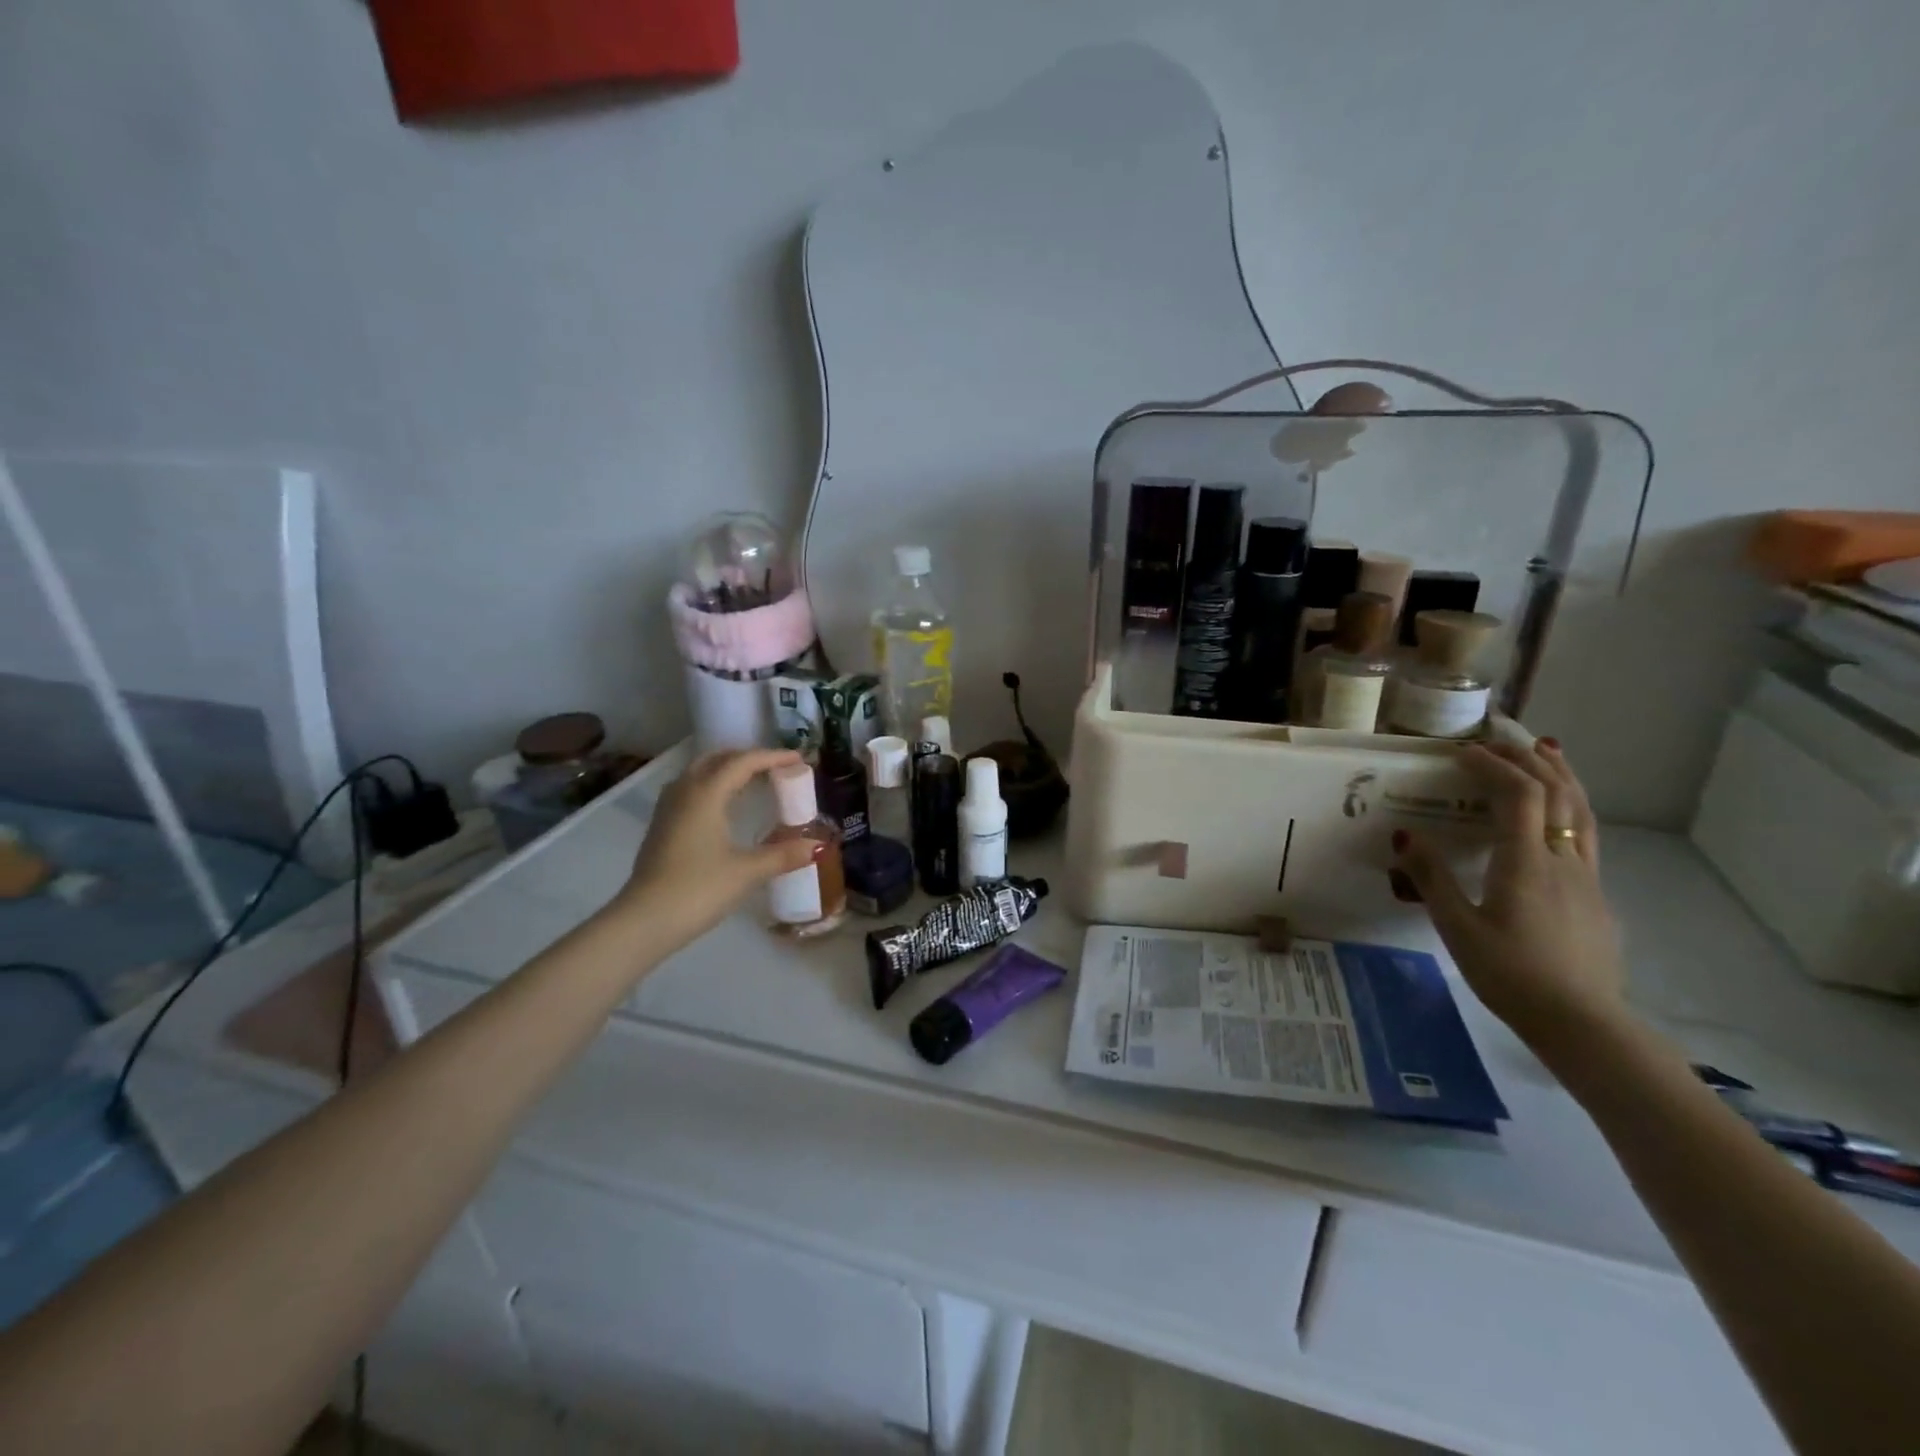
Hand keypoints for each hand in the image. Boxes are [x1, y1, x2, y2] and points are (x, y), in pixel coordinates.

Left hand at [617, 748, 818, 945]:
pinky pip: (690, 790)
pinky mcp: (661, 826)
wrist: (644, 920)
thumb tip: (817, 846)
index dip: (773, 757)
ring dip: (726, 769)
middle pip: (717, 759)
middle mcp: (684, 791)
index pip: (743, 762)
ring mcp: (668, 808)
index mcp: (706, 793)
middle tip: (775, 767)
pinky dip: (712, 786)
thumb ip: (783, 855)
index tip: (799, 759)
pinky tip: (723, 807)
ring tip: (752, 782)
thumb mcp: (747, 872)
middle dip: (747, 757)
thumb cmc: (698, 889)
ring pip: (699, 772)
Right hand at [1392, 740, 1626, 1048]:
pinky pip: (1587, 836)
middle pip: (1559, 793)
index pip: (1519, 794)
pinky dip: (1571, 808)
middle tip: (1503, 739)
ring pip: (1583, 812)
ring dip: (1562, 776)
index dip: (1493, 765)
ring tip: (1547, 753)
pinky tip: (1558, 816)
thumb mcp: (1457, 928)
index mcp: (1527, 863)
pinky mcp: (1596, 897)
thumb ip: (1432, 879)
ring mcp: (1588, 878)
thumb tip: (1404, 835)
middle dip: (1531, 759)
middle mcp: (1564, 860)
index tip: (1463, 752)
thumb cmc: (1511, 974)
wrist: (1583, 1023)